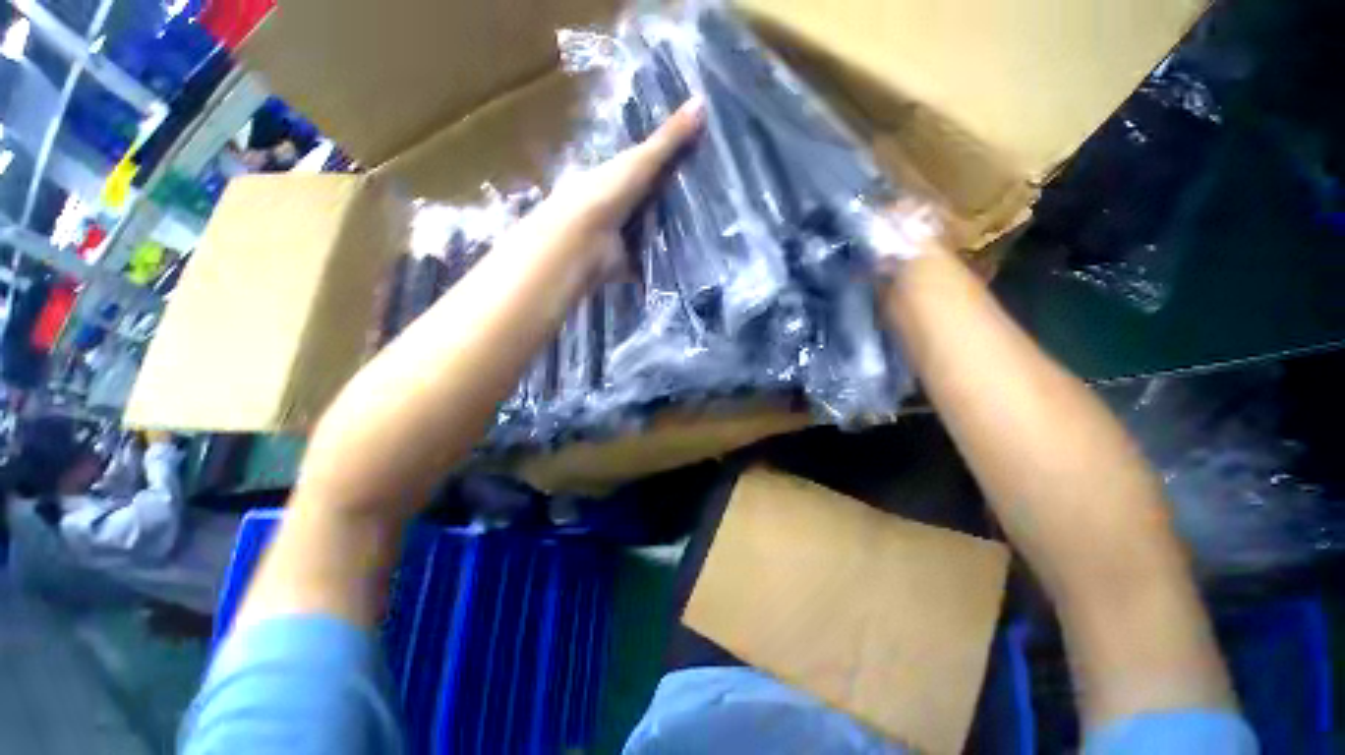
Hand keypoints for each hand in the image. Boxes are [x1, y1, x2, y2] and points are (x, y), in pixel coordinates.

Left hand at [509, 98, 705, 280]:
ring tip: (708, 227)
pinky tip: (691, 257)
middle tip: (710, 197)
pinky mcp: (626, 261)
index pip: (643, 166)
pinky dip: (665, 259)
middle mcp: (615, 204)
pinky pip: (650, 258)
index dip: (667, 163)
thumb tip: (702, 100)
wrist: (584, 243)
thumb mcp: (640, 161)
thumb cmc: (606, 194)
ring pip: (651, 229)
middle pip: (649, 199)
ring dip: (672, 230)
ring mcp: (619, 234)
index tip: (698, 161)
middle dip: (673, 200)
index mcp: (612, 174)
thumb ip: (669, 139)